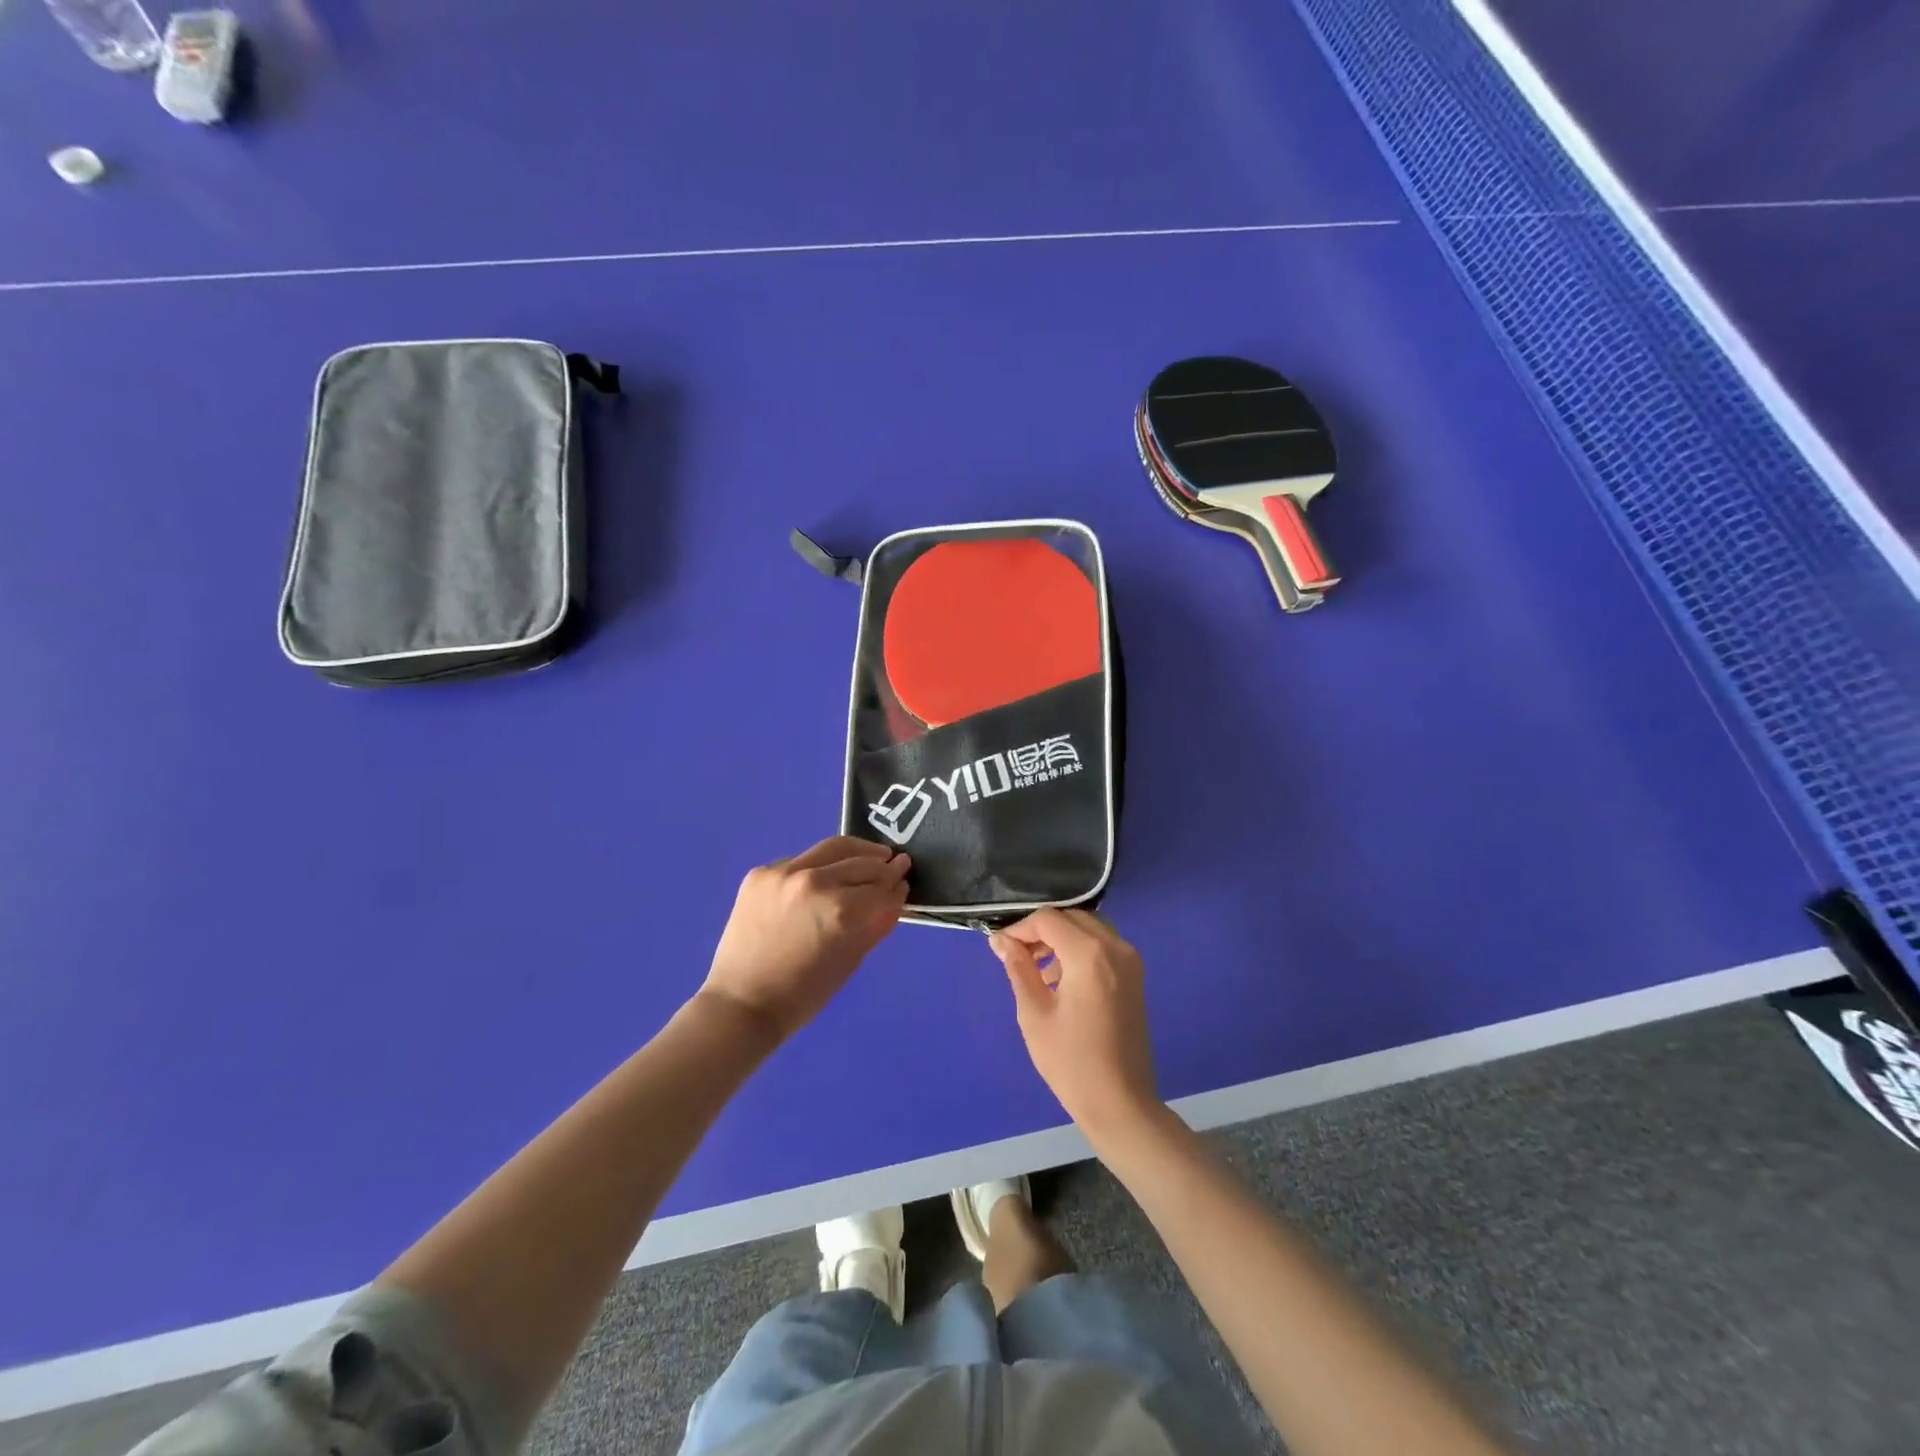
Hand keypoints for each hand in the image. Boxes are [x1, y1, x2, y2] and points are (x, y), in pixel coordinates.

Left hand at [700, 837, 910, 1040]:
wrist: (741, 1005)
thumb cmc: (803, 995)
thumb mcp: (851, 960)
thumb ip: (878, 922)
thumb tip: (897, 895)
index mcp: (839, 909)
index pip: (880, 887)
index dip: (896, 884)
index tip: (905, 878)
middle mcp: (813, 881)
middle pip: (861, 862)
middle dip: (883, 864)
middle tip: (896, 863)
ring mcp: (783, 873)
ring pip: (831, 849)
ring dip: (856, 852)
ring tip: (871, 855)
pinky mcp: (760, 874)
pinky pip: (800, 861)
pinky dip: (819, 866)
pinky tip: (825, 876)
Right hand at [992, 908, 1159, 1141]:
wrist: (1120, 1103)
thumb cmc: (1071, 1062)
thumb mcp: (1034, 1013)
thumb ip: (1018, 968)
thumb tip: (1001, 940)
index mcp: (1089, 954)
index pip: (1048, 920)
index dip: (1021, 928)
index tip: (1001, 948)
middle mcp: (1115, 947)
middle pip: (1071, 918)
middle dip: (1041, 931)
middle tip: (1017, 956)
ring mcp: (1130, 961)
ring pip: (1089, 928)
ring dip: (1061, 939)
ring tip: (1038, 970)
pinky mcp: (1135, 976)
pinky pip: (1103, 945)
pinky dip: (1080, 950)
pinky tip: (1062, 979)